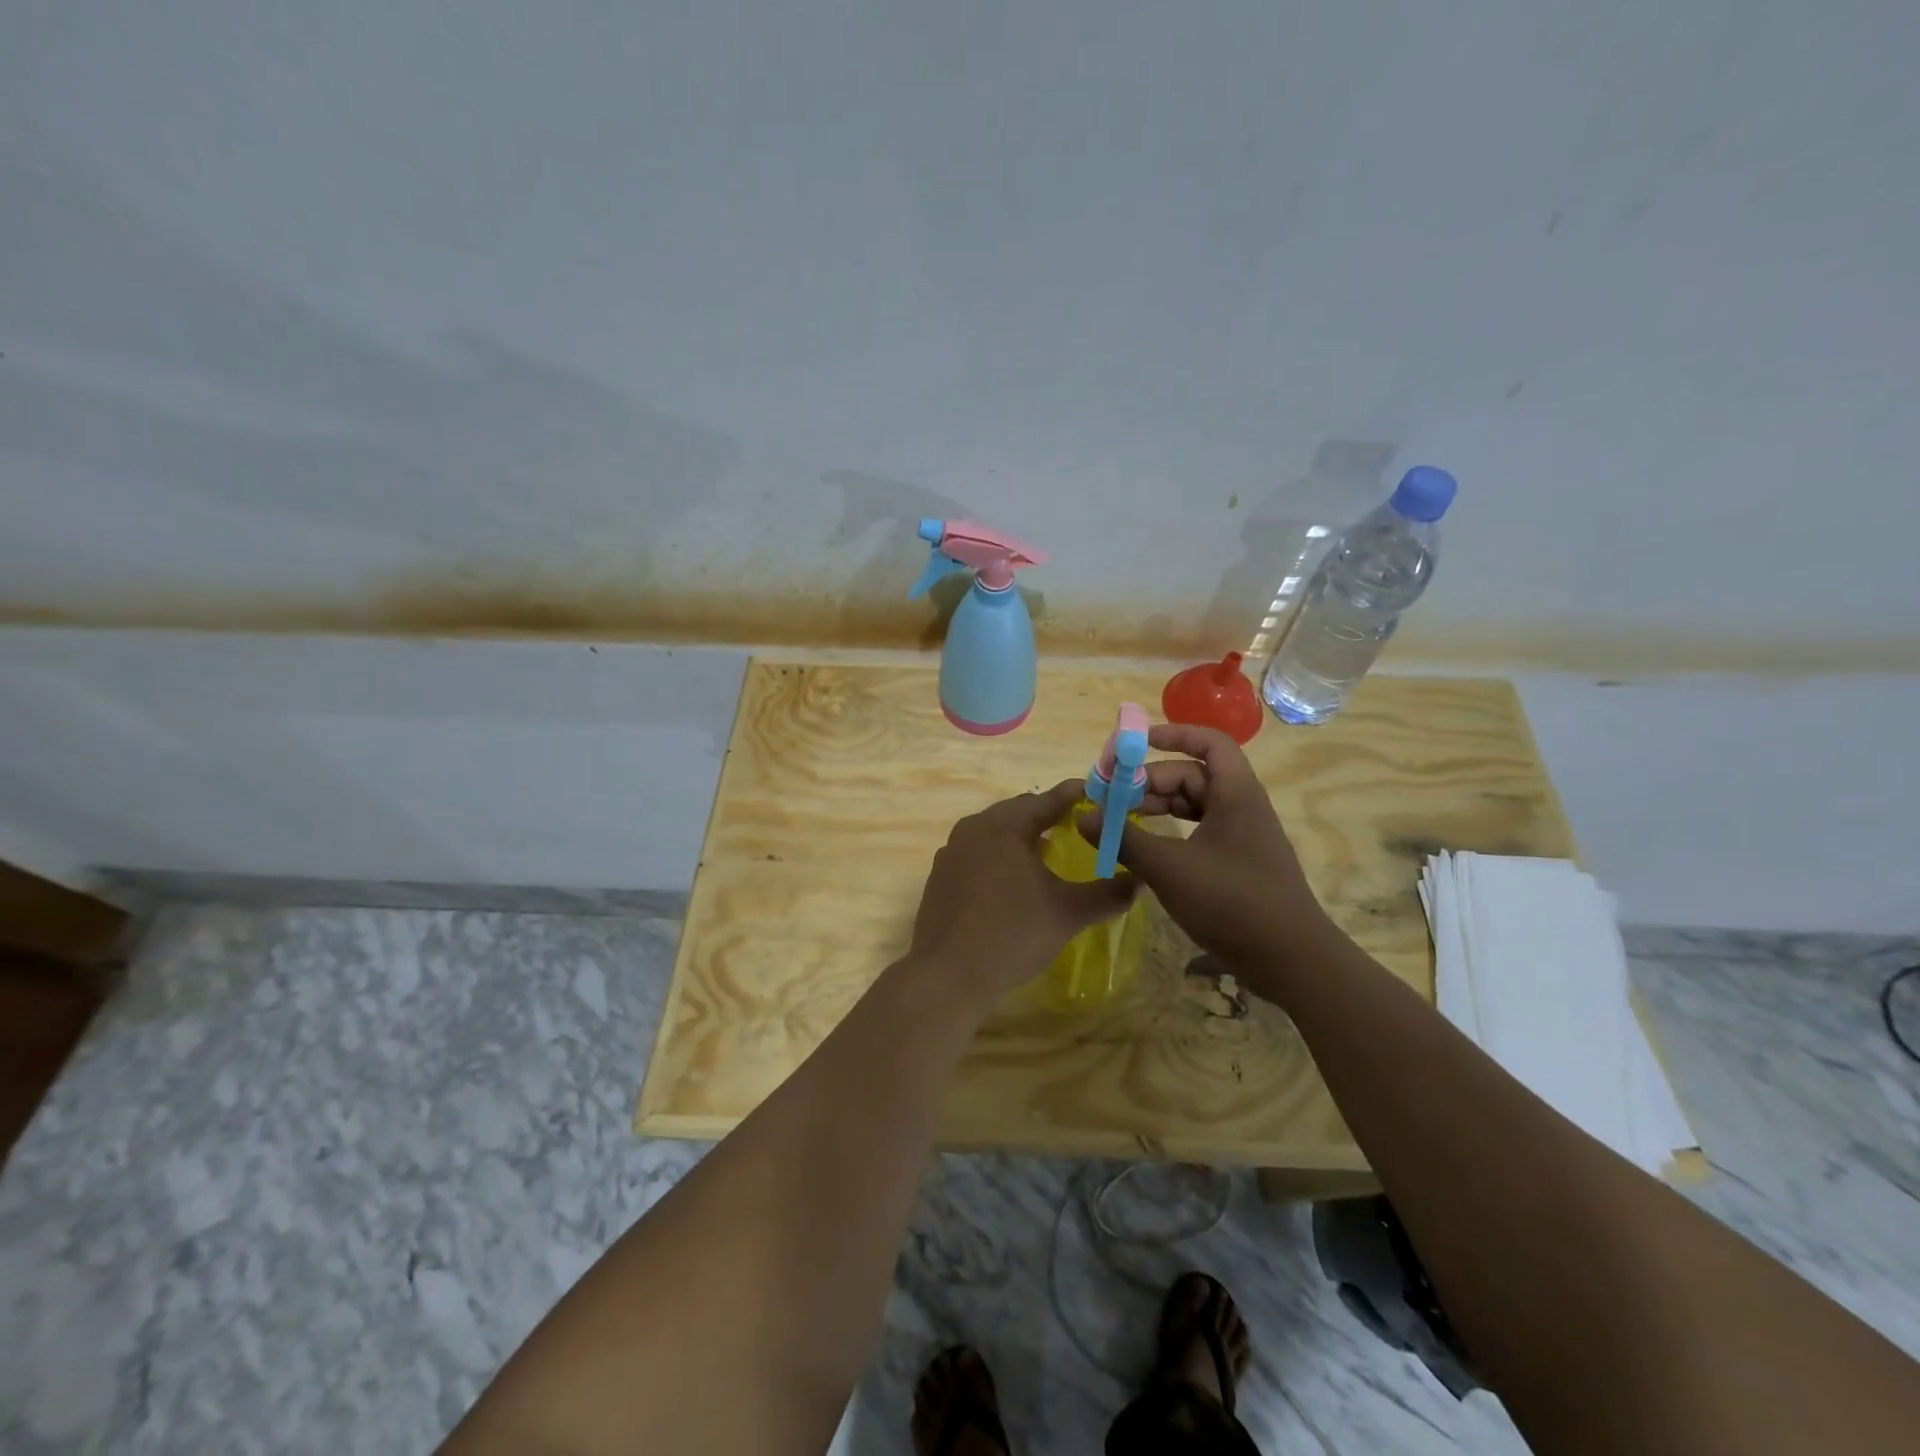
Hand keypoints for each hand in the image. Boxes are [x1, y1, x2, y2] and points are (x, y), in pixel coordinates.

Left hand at [910, 779, 1138, 1005]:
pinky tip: (1013, 881)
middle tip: (1077, 824)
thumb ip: (1107, 894)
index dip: (1076, 796)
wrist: (948, 974)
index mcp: (1004, 825)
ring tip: (1049, 851)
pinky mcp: (940, 877)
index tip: (1099, 795)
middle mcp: (974, 828)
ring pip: (995, 833)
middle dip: (1048, 815)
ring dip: (1022, 837)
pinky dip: (1000, 858)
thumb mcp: (1068, 913)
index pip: (1048, 799)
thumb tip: (1139, 881)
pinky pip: (977, 854)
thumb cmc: (1013, 933)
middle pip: (1018, 811)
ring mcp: (952, 852)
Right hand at [1078, 724, 1330, 979]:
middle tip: (1111, 798)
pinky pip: (1199, 830)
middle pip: (1192, 775)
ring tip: (1120, 822)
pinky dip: (1171, 832)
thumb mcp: (1169, 868)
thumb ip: (1123, 839)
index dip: (1173, 734)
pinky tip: (1146, 848)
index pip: (1209, 742)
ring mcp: (1242, 835)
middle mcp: (1241, 806)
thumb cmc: (1231, 902)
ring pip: (1194, 804)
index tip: (1135, 744)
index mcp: (1235, 793)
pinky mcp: (1238, 862)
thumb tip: (1083, 816)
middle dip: (1150, 781)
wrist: (1291, 960)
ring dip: (1157, 807)